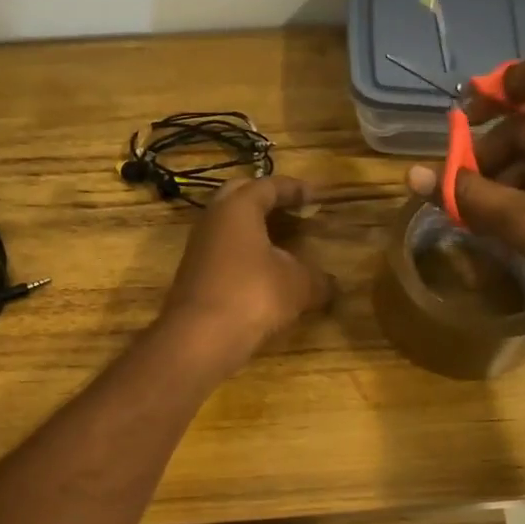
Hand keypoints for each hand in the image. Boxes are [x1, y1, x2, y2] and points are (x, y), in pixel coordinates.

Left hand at [156, 175, 333, 374]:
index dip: (294, 189)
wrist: (200, 337)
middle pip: (240, 197)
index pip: (268, 186)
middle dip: (266, 200)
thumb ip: (318, 280)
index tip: (316, 197)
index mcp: (238, 207)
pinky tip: (261, 271)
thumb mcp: (298, 285)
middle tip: (292, 209)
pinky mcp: (193, 275)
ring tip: (281, 242)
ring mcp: (198, 248)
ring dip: (253, 229)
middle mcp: (213, 219)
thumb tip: (331, 285)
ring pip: (228, 226)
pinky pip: (222, 252)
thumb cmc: (253, 295)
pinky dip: (243, 254)